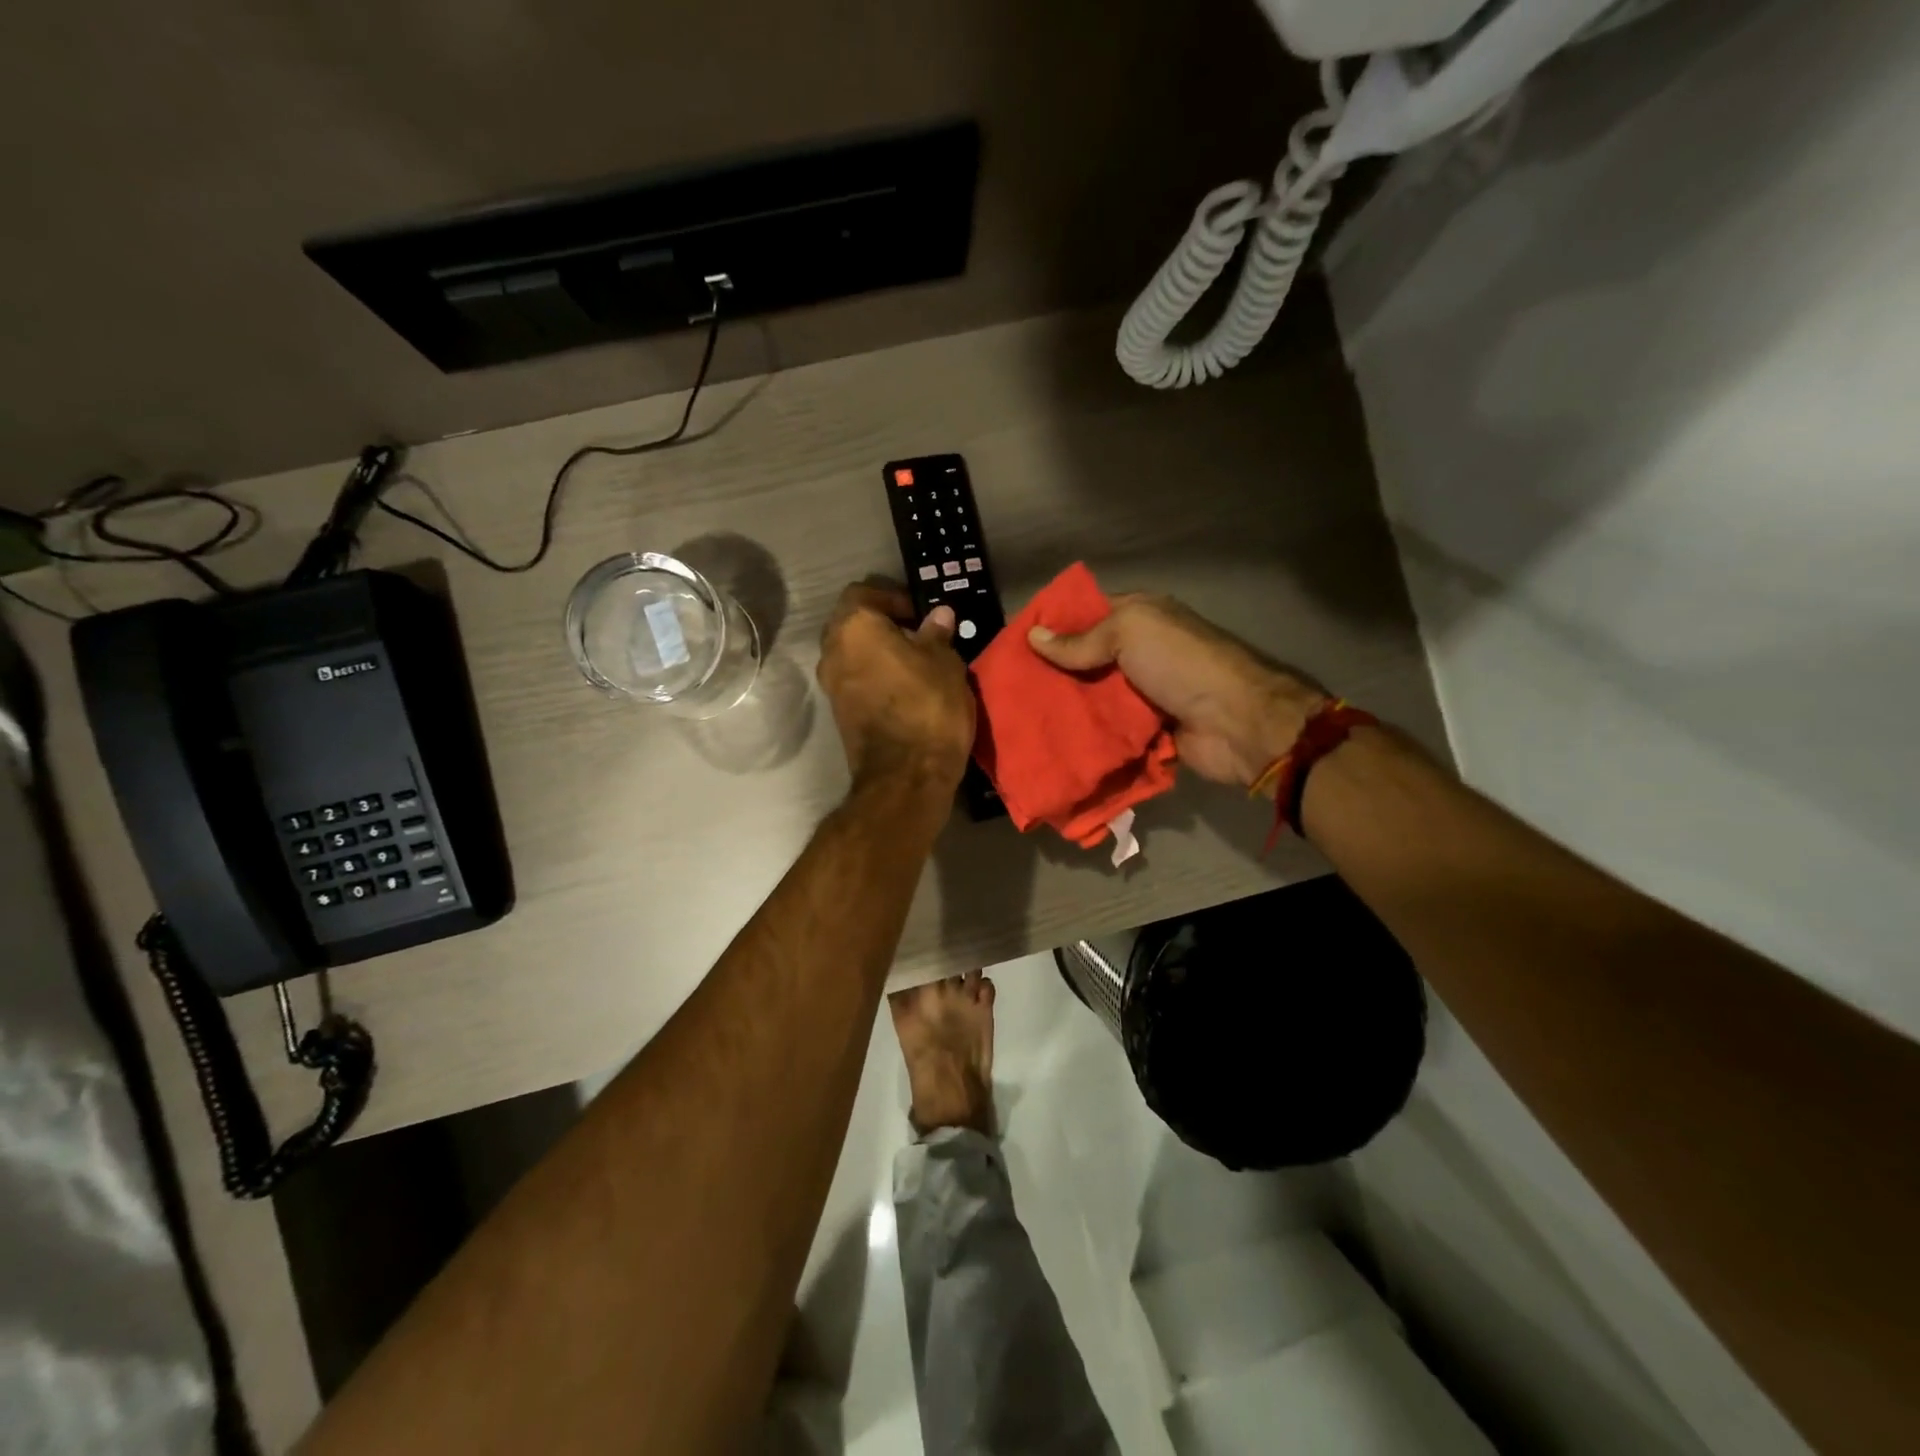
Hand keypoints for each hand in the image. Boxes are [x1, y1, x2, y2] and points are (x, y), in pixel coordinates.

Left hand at [818, 582, 974, 793]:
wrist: (905, 776)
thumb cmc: (928, 706)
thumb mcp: (944, 663)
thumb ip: (937, 634)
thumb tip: (938, 615)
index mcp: (854, 628)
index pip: (862, 593)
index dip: (891, 597)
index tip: (918, 612)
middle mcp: (832, 652)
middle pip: (851, 624)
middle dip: (882, 625)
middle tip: (917, 635)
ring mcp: (831, 686)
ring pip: (852, 654)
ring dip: (877, 653)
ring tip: (915, 663)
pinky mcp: (839, 713)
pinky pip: (855, 681)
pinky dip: (874, 676)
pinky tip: (904, 688)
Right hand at [1028, 594, 1326, 790]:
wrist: (1236, 722)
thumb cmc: (1182, 663)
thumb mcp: (1129, 634)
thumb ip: (1082, 640)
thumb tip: (1032, 637)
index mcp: (1140, 617)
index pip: (1088, 613)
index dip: (1054, 624)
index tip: (1015, 641)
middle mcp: (1140, 651)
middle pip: (1086, 658)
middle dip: (1052, 670)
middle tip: (1009, 686)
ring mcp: (1143, 692)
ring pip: (1093, 696)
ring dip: (1065, 705)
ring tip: (1020, 715)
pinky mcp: (1144, 729)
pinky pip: (1107, 729)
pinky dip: (1085, 734)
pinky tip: (1050, 739)